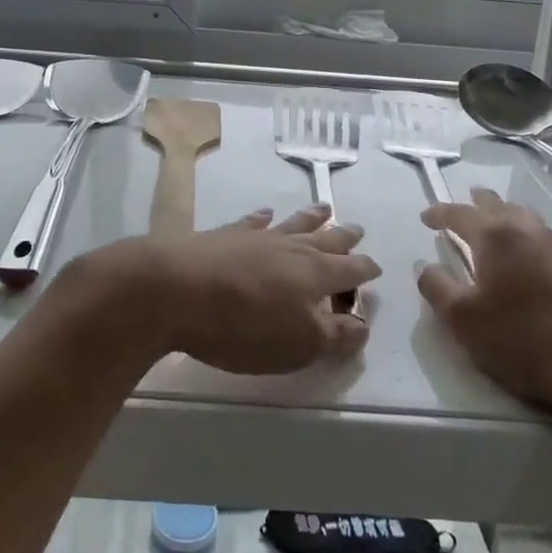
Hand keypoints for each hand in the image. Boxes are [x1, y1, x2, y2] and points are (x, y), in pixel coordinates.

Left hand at [76, 206, 380, 374]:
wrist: (175, 289)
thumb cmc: (243, 325)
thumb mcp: (298, 344)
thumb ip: (334, 335)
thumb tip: (362, 326)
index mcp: (314, 274)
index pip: (349, 270)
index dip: (364, 271)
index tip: (376, 268)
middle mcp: (289, 248)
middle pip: (324, 239)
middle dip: (343, 237)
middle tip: (357, 228)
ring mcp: (254, 237)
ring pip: (291, 224)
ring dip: (310, 217)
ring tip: (324, 208)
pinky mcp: (223, 236)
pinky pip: (251, 222)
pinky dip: (262, 218)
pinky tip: (265, 213)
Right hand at [417, 188, 551, 422]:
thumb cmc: (524, 341)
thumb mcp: (463, 321)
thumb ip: (437, 288)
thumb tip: (427, 267)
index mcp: (496, 237)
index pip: (460, 214)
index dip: (439, 213)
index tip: (426, 217)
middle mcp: (529, 233)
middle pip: (499, 205)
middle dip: (478, 202)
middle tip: (466, 202)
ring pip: (528, 219)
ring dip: (508, 215)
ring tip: (498, 221)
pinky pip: (548, 240)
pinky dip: (531, 237)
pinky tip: (534, 255)